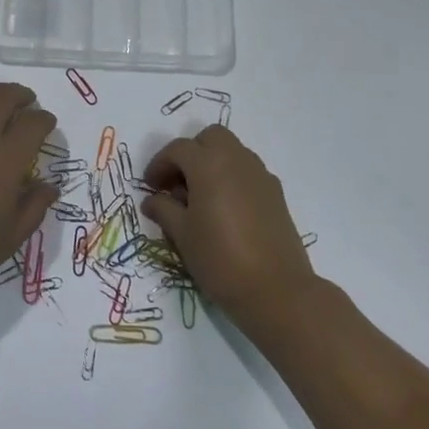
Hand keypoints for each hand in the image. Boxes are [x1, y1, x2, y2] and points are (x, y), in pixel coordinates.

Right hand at [141, 125, 315, 323]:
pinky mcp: (276, 193)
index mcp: (209, 164)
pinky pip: (248, 171)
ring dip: (213, 163)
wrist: (277, 291)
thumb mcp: (182, 236)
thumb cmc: (220, 259)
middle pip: (210, 138)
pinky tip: (226, 210)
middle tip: (178, 183)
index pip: (178, 149)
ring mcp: (260, 175)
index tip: (151, 187)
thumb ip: (164, 210)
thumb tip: (152, 200)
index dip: (159, 164)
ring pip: (232, 151)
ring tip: (201, 198)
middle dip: (191, 153)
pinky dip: (232, 178)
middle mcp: (237, 160)